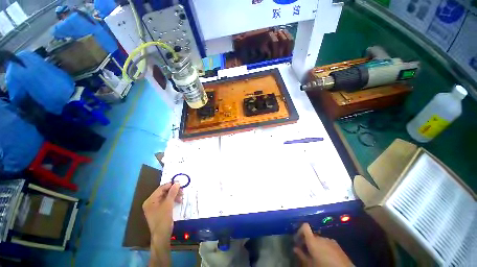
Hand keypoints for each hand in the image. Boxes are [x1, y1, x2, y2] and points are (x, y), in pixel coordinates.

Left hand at [142, 182, 181, 238]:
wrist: (162, 235)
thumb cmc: (163, 219)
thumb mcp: (168, 205)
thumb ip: (172, 192)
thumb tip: (177, 183)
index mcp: (150, 200)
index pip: (161, 188)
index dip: (170, 185)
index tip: (180, 183)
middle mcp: (151, 202)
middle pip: (163, 192)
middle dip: (173, 190)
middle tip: (182, 190)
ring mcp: (154, 207)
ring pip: (166, 197)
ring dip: (174, 195)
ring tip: (182, 196)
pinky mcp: (159, 210)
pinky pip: (166, 202)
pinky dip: (172, 200)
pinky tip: (179, 201)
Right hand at [294, 223, 352, 266]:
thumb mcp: (310, 264)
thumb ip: (301, 255)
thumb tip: (295, 248)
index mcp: (313, 240)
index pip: (305, 226)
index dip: (300, 230)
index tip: (298, 239)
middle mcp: (321, 237)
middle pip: (312, 235)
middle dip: (308, 241)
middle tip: (306, 251)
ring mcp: (330, 240)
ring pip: (319, 240)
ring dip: (316, 245)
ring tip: (317, 256)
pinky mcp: (337, 245)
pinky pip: (327, 243)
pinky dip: (324, 247)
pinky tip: (326, 257)